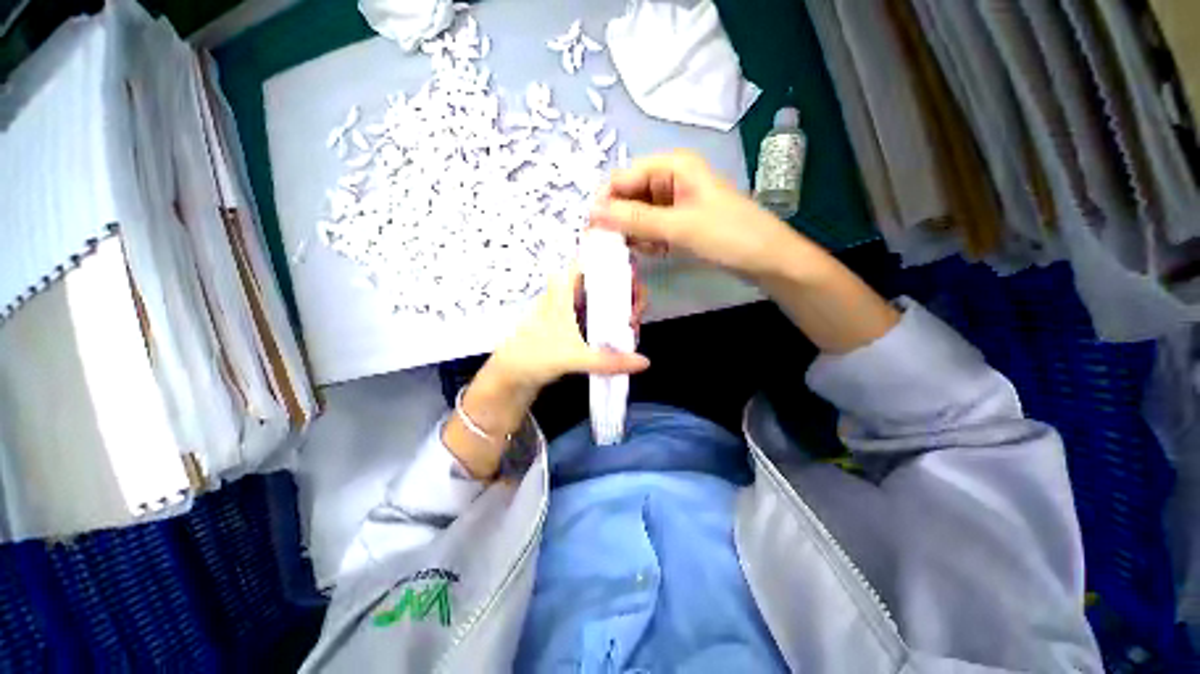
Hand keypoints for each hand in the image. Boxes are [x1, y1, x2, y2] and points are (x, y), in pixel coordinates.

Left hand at [489, 267, 649, 392]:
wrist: (511, 376)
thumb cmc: (534, 356)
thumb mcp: (573, 357)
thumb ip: (608, 361)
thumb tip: (644, 362)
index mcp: (563, 291)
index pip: (588, 261)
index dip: (611, 261)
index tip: (632, 276)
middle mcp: (569, 295)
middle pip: (603, 281)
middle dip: (625, 293)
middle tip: (636, 314)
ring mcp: (572, 311)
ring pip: (603, 299)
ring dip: (621, 309)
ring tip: (633, 328)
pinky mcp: (575, 326)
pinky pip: (599, 316)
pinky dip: (613, 323)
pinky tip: (623, 336)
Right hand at [589, 150, 803, 277]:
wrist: (766, 260)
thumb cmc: (728, 236)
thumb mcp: (679, 227)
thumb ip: (635, 220)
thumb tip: (593, 213)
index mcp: (673, 166)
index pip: (623, 177)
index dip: (606, 202)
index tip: (593, 230)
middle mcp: (671, 178)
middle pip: (629, 196)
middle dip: (622, 221)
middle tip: (617, 246)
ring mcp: (675, 201)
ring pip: (639, 215)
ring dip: (636, 234)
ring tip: (648, 250)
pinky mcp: (679, 221)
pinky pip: (651, 228)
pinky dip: (649, 241)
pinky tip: (658, 252)